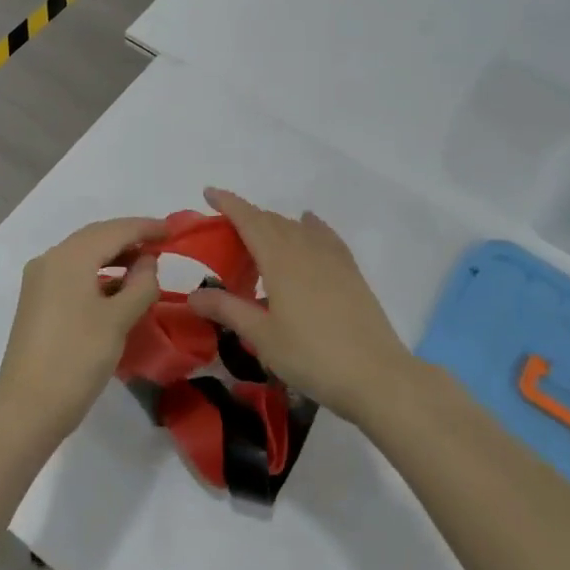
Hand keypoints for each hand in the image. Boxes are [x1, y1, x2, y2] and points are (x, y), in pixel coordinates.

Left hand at [0, 217, 163, 438]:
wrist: (28, 406)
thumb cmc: (77, 358)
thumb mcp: (118, 320)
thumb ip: (140, 284)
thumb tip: (147, 261)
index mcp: (69, 257)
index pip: (114, 231)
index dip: (145, 228)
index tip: (173, 230)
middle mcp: (50, 259)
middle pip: (95, 237)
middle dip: (129, 237)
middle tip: (162, 243)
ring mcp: (39, 280)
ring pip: (83, 255)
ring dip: (114, 255)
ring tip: (145, 265)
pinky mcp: (37, 301)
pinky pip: (72, 273)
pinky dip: (98, 273)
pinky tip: (117, 287)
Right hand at [189, 188, 407, 422]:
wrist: (377, 376)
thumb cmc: (312, 356)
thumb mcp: (262, 337)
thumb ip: (228, 309)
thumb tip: (193, 295)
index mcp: (280, 260)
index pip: (249, 219)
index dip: (228, 203)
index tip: (208, 193)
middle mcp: (305, 249)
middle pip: (272, 221)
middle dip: (246, 217)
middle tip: (224, 232)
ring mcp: (332, 258)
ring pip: (297, 227)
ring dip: (273, 225)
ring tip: (258, 240)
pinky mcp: (350, 272)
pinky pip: (324, 235)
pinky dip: (309, 226)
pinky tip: (308, 225)